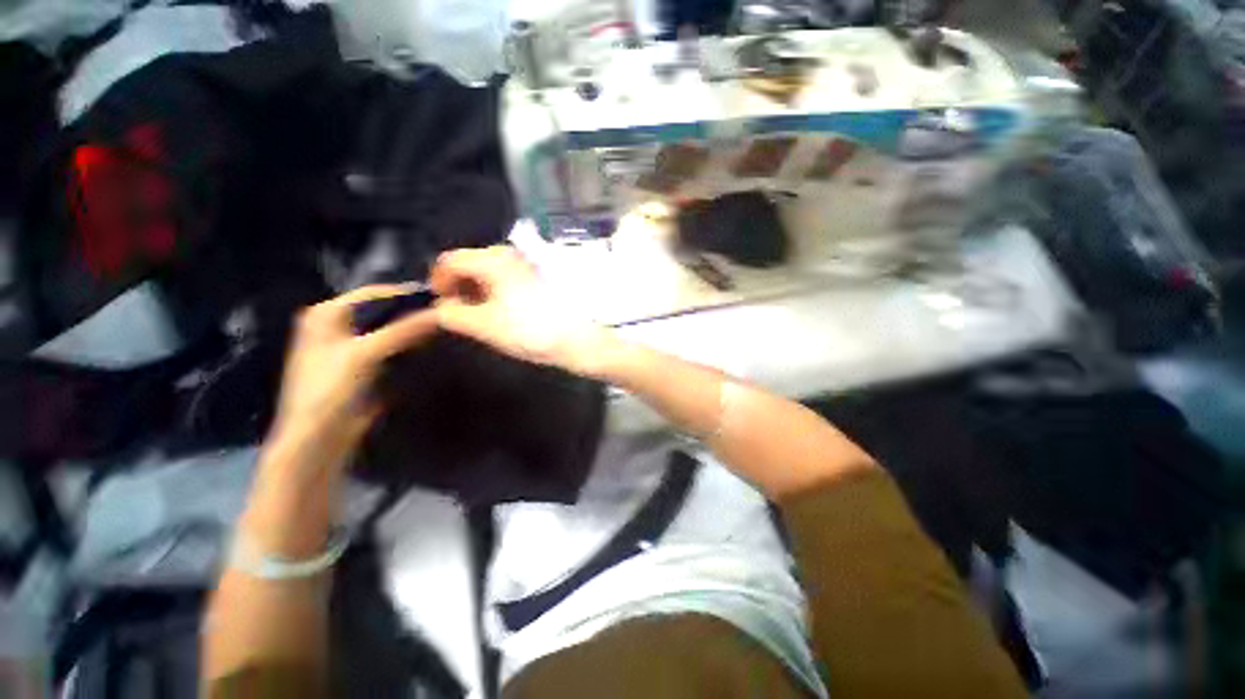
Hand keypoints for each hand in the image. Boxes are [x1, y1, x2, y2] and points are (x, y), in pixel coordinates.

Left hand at [268, 285, 438, 470]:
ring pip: (390, 328)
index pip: (375, 293)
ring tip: (444, 327)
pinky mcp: (363, 363)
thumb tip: (442, 313)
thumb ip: (403, 330)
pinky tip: (430, 345)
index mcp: (327, 313)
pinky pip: (392, 345)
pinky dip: (409, 344)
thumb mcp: (366, 354)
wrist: (320, 438)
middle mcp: (337, 324)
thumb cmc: (332, 389)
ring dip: (413, 329)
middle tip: (447, 313)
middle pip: (384, 309)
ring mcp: (350, 344)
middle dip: (413, 312)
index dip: (408, 293)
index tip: (443, 297)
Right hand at [430, 246, 614, 377]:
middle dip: (457, 286)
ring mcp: (525, 265)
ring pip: (488, 271)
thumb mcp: (483, 325)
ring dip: (475, 290)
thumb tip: (440, 307)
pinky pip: (505, 278)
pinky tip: (498, 312)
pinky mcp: (536, 278)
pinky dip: (493, 291)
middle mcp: (509, 255)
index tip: (438, 305)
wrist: (576, 339)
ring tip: (477, 316)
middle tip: (457, 313)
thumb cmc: (528, 331)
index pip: (450, 260)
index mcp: (492, 260)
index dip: (437, 281)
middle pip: (469, 263)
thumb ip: (452, 314)